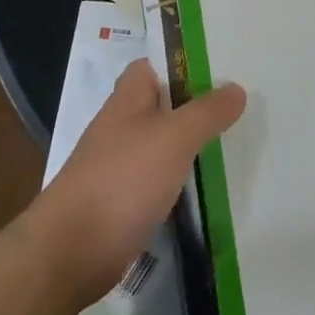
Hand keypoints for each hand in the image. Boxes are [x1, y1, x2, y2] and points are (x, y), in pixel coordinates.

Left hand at [24, 59, 245, 310]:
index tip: (220, 65)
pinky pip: (161, 180)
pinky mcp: (125, 202)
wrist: (72, 252)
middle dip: (197, 104)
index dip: (181, 62)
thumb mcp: (174, 137)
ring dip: (193, 143)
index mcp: (127, 100)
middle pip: (162, 105)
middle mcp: (122, 128)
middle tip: (242, 103)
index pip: (152, 66)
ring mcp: (121, 167)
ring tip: (238, 140)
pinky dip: (183, 180)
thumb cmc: (123, 180)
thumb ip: (206, 112)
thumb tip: (236, 89)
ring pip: (164, 144)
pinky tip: (211, 185)